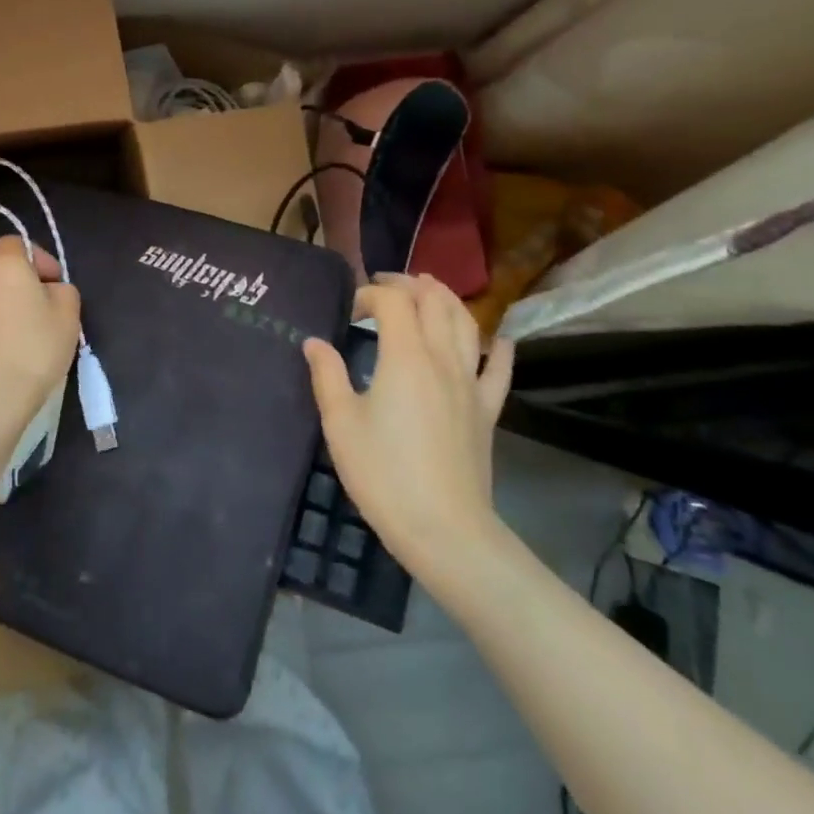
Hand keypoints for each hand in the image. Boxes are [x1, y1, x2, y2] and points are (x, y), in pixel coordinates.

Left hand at [0, 236, 81, 467]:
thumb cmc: (35, 351)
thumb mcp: (69, 316)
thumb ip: (62, 290)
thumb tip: (49, 290)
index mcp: (5, 265)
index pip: (15, 242)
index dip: (36, 257)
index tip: (51, 282)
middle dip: (0, 266)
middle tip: (21, 293)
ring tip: (3, 322)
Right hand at [302, 273, 515, 587]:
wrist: (444, 529)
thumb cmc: (384, 474)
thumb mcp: (341, 424)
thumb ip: (327, 375)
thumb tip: (314, 342)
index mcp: (405, 356)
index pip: (392, 301)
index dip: (369, 295)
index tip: (348, 312)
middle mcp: (443, 358)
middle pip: (434, 301)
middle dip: (409, 284)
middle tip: (384, 286)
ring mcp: (471, 383)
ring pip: (466, 324)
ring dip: (447, 300)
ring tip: (429, 291)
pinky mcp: (488, 410)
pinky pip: (498, 370)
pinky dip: (498, 348)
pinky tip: (498, 339)